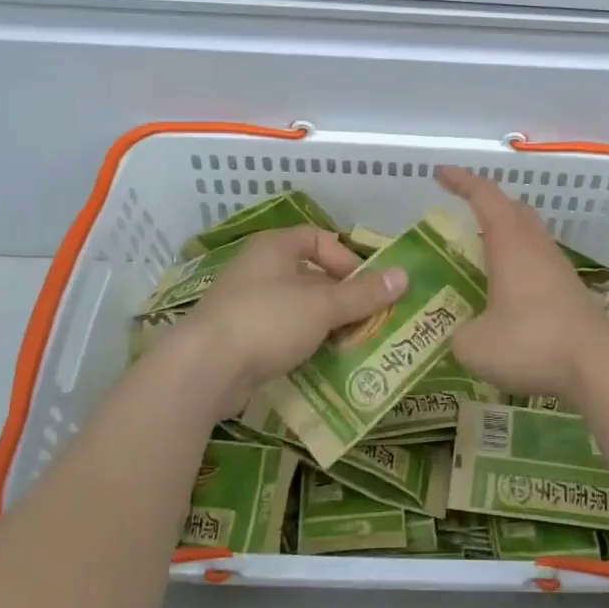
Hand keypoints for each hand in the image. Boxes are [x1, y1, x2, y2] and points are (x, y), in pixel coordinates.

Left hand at [155, 227, 407, 421]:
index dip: (345, 258)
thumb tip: (404, 276)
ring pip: (297, 308)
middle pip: (310, 276)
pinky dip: (302, 344)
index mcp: (274, 249)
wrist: (204, 369)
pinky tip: (320, 363)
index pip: (317, 238)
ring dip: (324, 324)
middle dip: (340, 297)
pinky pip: (280, 334)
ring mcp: (245, 305)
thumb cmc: (267, 321)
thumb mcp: (323, 306)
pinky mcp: (239, 340)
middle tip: (367, 320)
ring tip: (351, 344)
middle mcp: (258, 270)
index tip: (365, 285)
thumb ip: (363, 294)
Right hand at [437, 166, 608, 404]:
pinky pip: (540, 263)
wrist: (599, 366)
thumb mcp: (475, 345)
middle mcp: (536, 247)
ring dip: (506, 235)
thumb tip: (463, 334)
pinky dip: (520, 264)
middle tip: (464, 213)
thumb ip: (460, 333)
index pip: (484, 196)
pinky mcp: (571, 292)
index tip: (441, 173)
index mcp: (510, 244)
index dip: (461, 181)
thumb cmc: (531, 343)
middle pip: (514, 209)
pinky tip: (509, 291)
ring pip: (530, 235)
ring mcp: (558, 268)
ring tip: (482, 255)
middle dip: (488, 203)